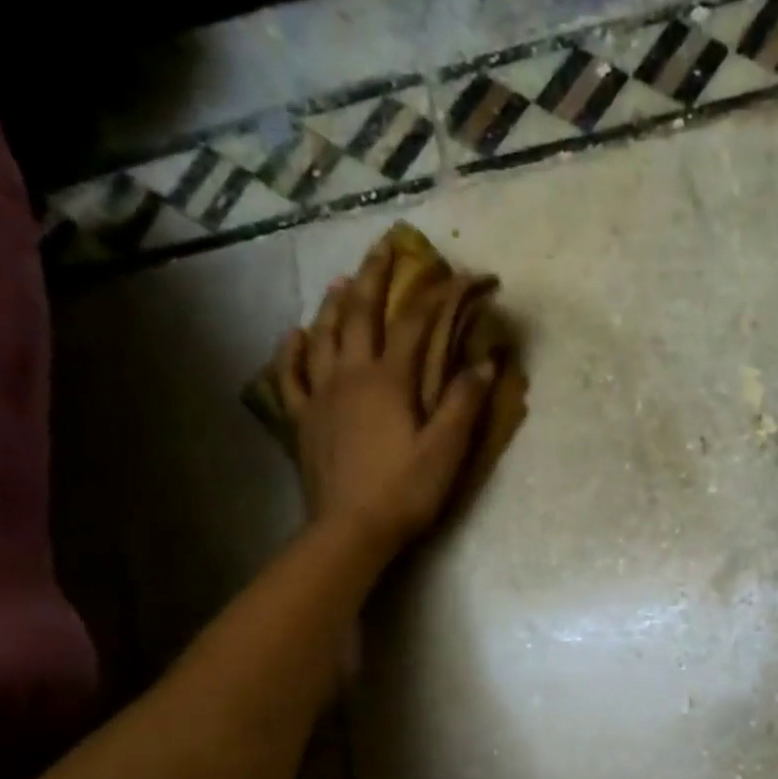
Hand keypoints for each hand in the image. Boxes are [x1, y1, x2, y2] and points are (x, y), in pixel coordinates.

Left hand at [269, 241, 497, 554]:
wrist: (350, 530)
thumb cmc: (405, 491)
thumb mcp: (446, 450)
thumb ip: (464, 402)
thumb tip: (487, 360)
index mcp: (389, 380)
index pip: (416, 323)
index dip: (441, 295)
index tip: (465, 275)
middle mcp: (350, 375)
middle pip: (360, 313)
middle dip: (375, 276)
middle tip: (385, 248)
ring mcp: (320, 395)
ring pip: (323, 335)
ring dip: (334, 303)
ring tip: (343, 280)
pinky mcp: (303, 420)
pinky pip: (290, 375)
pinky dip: (293, 350)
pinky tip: (295, 335)